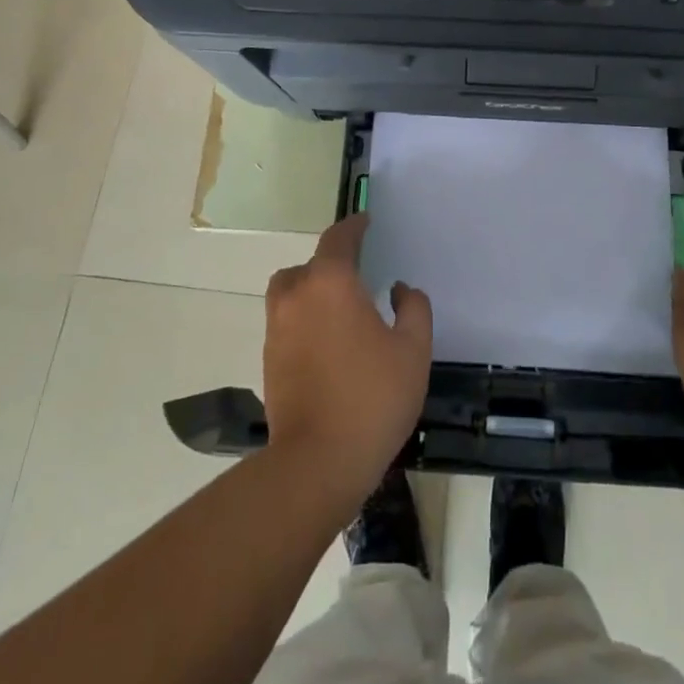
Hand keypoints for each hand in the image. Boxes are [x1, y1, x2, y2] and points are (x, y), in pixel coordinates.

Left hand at [262, 213, 432, 507]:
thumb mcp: (413, 350)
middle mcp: (297, 295)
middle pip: (309, 264)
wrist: (316, 462)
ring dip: (312, 290)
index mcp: (331, 282)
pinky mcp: (269, 359)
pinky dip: (304, 319)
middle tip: (357, 274)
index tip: (367, 220)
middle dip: (331, 263)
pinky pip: (287, 321)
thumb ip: (413, 309)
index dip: (354, 226)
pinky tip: (329, 342)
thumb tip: (399, 290)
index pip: (339, 238)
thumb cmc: (372, 397)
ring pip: (291, 292)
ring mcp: (277, 328)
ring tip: (340, 309)